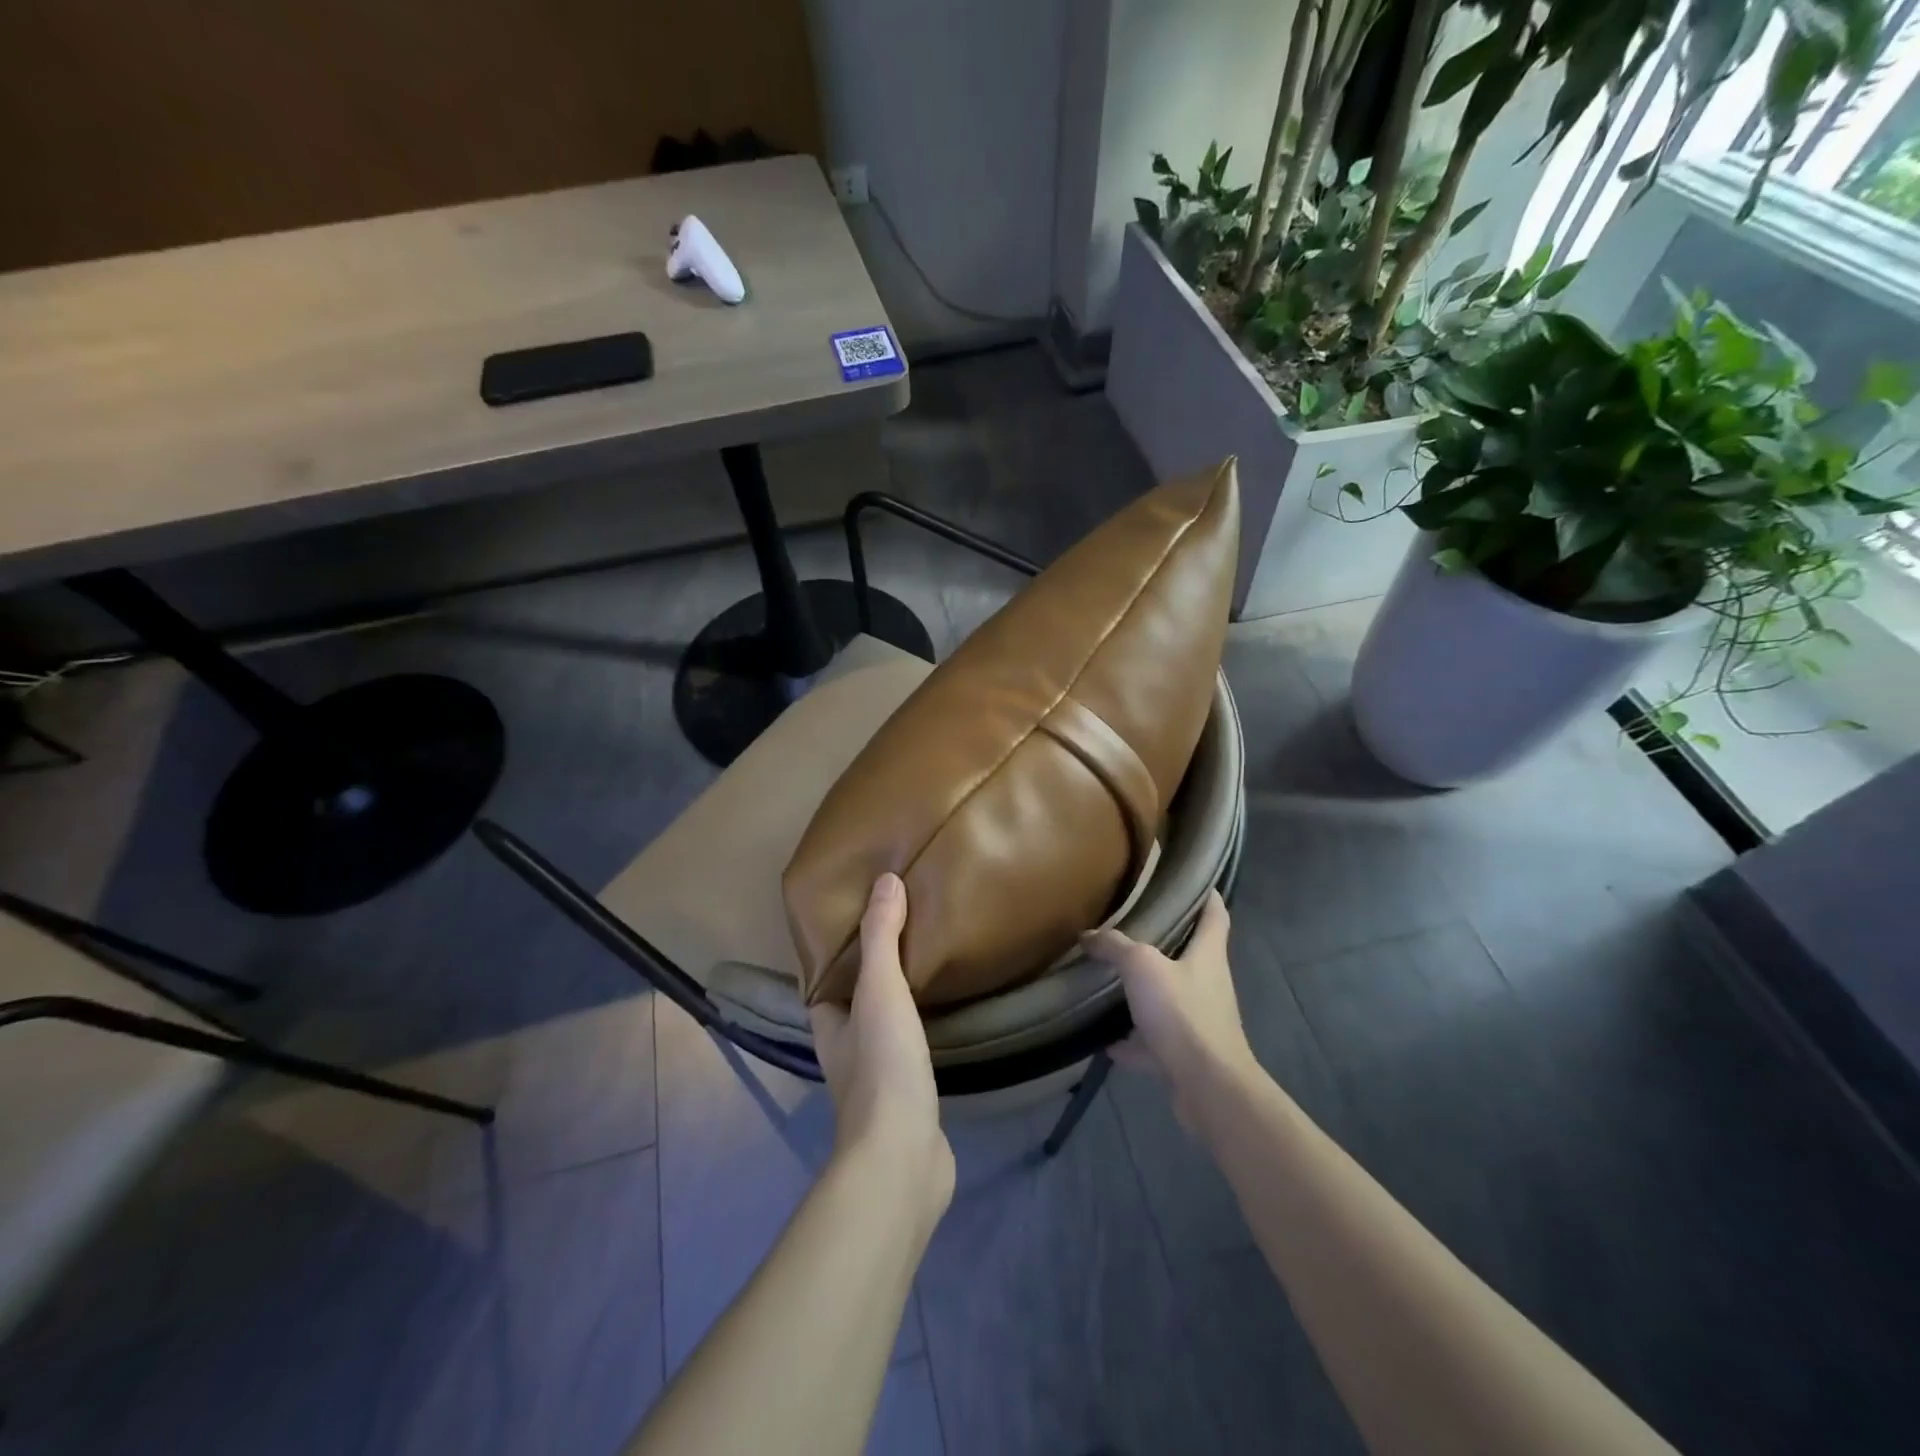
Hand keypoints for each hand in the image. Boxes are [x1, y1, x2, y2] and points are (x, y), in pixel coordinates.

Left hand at [809, 875, 954, 1215]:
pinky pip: (912, 1046)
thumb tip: (885, 880)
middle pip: (855, 999)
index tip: (864, 914)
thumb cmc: (882, 1066)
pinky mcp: (908, 1095)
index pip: (824, 978)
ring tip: (929, 958)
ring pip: (884, 1024)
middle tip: (906, 928)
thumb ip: (881, 937)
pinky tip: (946, 1010)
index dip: (838, 949)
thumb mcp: (879, 990)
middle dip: (874, 969)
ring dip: (900, 998)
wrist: (903, 1155)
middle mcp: (845, 1049)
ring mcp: (877, 1076)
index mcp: (828, 1024)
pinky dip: (923, 1024)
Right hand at [1084, 890, 1254, 1128]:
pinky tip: (1106, 1040)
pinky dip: (1133, 1042)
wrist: (1208, 1087)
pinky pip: (1155, 1042)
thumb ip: (1115, 946)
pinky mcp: (1187, 1055)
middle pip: (1190, 955)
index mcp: (1208, 955)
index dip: (1207, 894)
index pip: (1215, 914)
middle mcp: (1209, 984)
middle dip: (1164, 943)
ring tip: (1112, 983)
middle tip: (1131, 928)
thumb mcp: (1141, 967)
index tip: (1190, 881)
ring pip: (1170, 999)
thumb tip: (1088, 934)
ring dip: (1145, 994)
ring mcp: (1199, 1022)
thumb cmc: (1182, 1013)